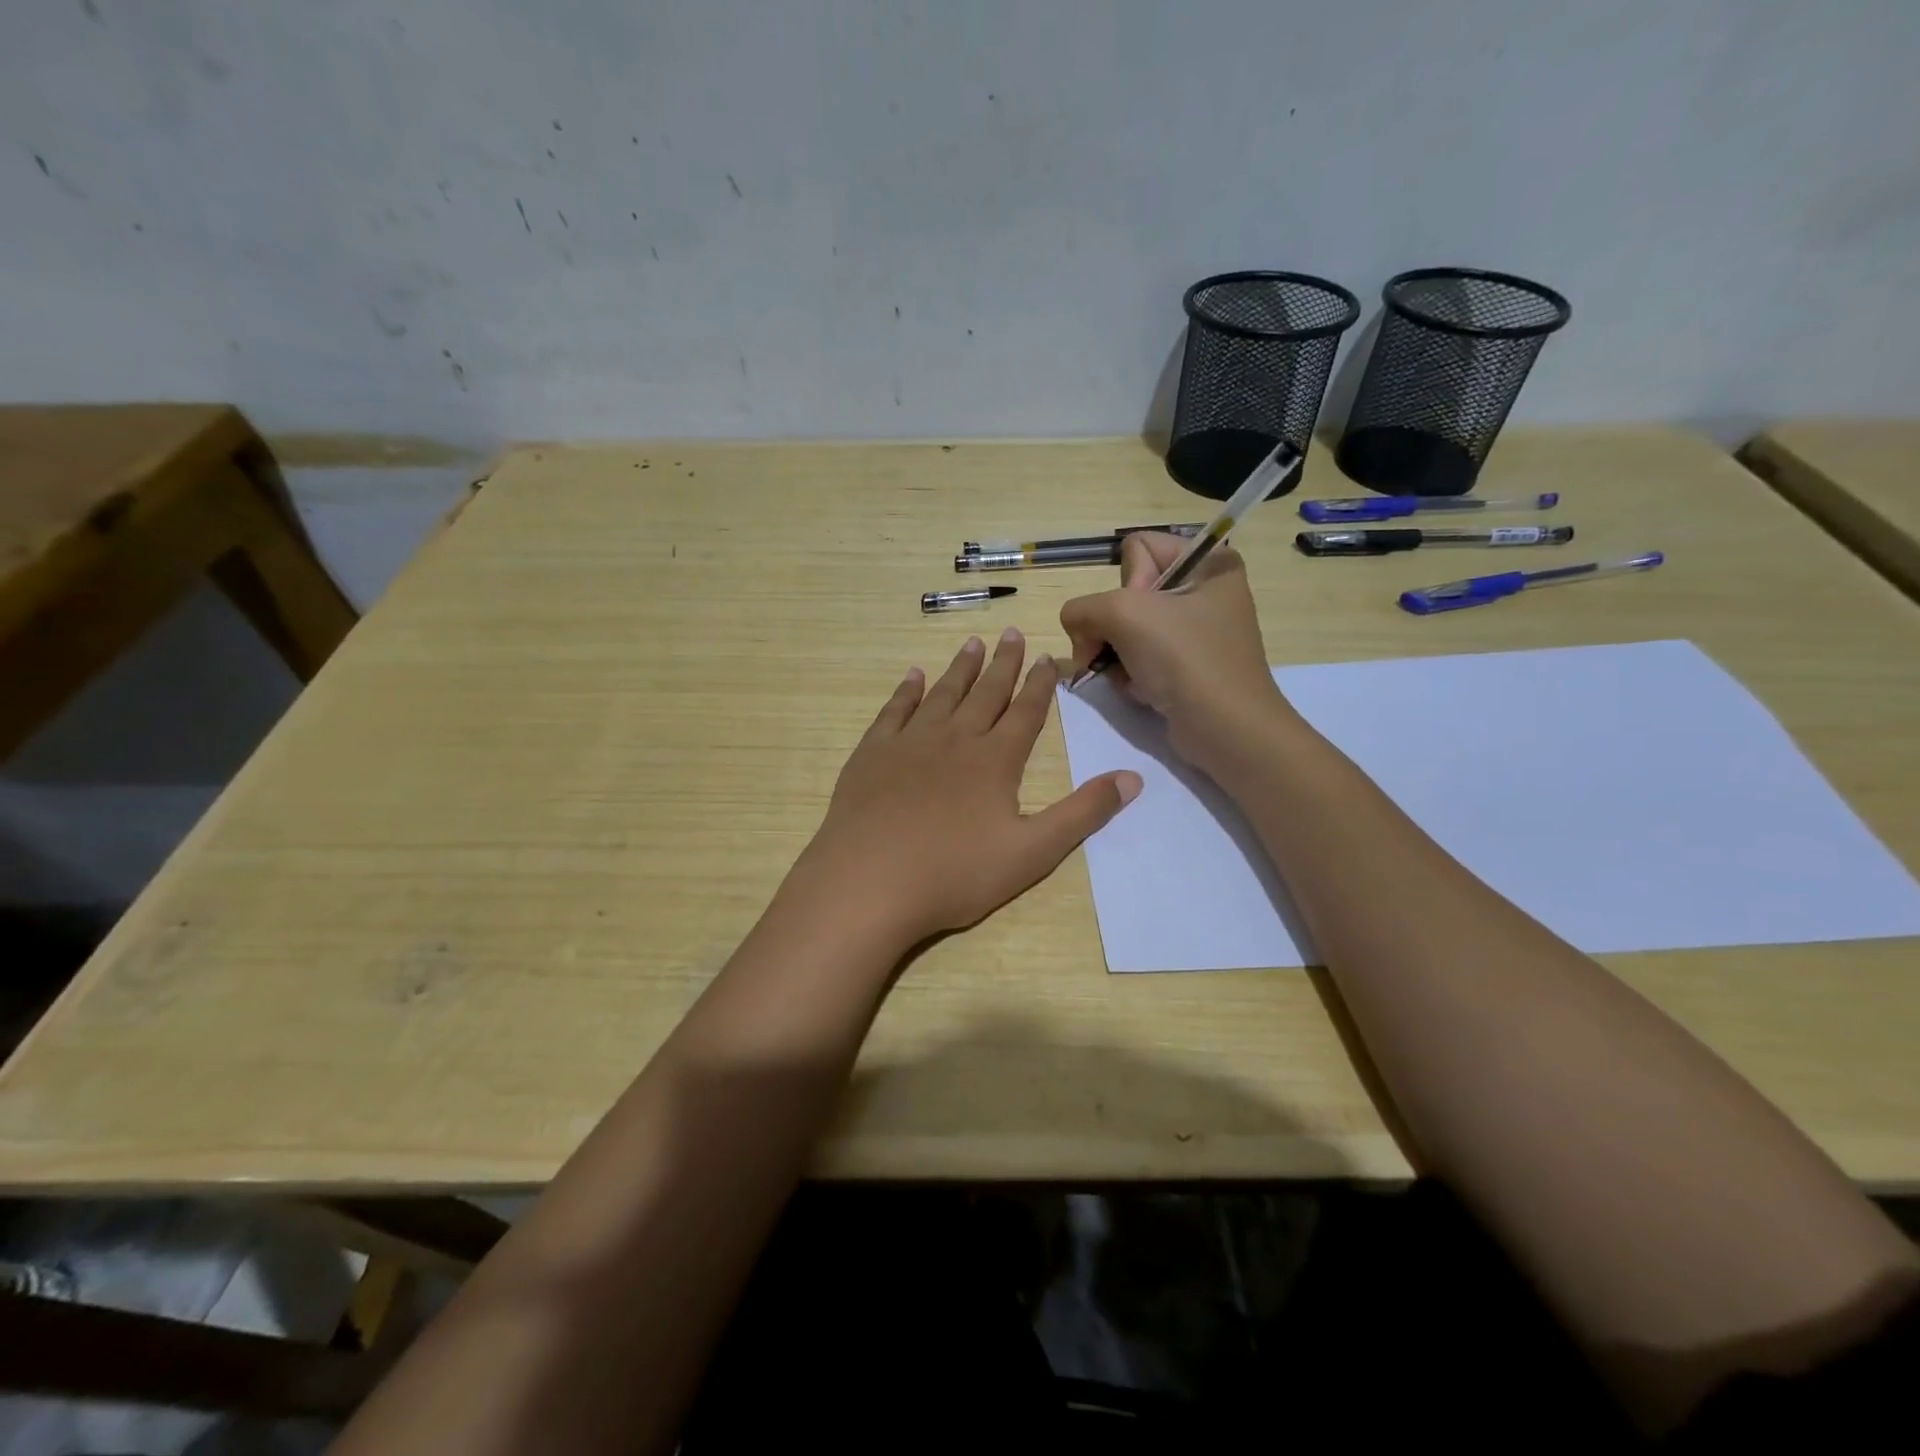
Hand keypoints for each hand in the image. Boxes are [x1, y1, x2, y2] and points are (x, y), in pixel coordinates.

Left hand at [797, 629, 1141, 947]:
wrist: (869, 882)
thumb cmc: (955, 873)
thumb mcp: (1033, 852)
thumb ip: (1083, 813)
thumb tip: (1133, 778)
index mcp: (995, 760)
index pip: (1026, 712)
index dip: (1040, 684)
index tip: (1048, 657)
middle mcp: (955, 739)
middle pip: (986, 693)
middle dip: (1003, 663)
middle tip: (1011, 633)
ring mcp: (910, 743)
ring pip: (942, 694)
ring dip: (960, 668)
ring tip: (972, 643)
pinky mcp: (872, 754)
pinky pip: (894, 711)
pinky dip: (907, 691)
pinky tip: (913, 677)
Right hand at [1060, 532, 1291, 763]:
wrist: (1226, 730)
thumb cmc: (1185, 660)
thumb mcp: (1124, 614)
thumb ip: (1082, 608)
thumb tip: (1076, 627)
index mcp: (1208, 562)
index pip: (1136, 548)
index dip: (1126, 583)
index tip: (1139, 616)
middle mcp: (1204, 590)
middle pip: (1126, 593)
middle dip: (1113, 628)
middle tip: (1119, 652)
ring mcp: (1196, 631)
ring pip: (1126, 629)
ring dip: (1117, 656)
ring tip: (1131, 677)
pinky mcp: (1187, 665)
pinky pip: (1139, 657)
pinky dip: (1131, 675)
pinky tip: (1142, 690)